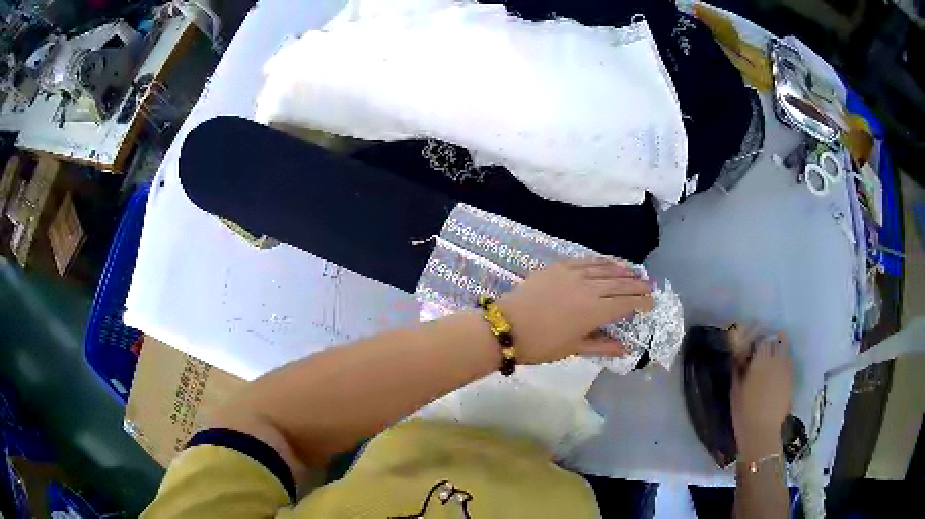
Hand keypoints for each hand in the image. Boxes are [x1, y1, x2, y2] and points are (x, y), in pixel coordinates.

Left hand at [495, 259, 652, 363]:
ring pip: (606, 269)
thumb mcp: (573, 349)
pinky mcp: (559, 267)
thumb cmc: (541, 344)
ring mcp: (574, 274)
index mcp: (595, 312)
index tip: (651, 303)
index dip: (641, 302)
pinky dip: (601, 262)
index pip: (626, 303)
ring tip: (634, 272)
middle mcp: (590, 289)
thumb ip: (601, 345)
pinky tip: (608, 263)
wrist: (506, 326)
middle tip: (649, 286)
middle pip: (620, 283)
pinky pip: (586, 261)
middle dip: (637, 285)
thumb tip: (625, 347)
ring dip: (623, 270)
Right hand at [730, 329, 792, 458]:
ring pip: (786, 348)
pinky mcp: (791, 379)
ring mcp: (786, 369)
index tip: (751, 346)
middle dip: (770, 340)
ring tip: (771, 357)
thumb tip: (738, 357)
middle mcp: (776, 360)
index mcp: (760, 361)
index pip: (762, 338)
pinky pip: (789, 362)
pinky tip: (776, 371)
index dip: (757, 339)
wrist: (762, 432)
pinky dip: (783, 361)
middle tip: (762, 349)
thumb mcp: (735, 391)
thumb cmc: (744, 413)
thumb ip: (738, 370)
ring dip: (779, 348)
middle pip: (777, 339)